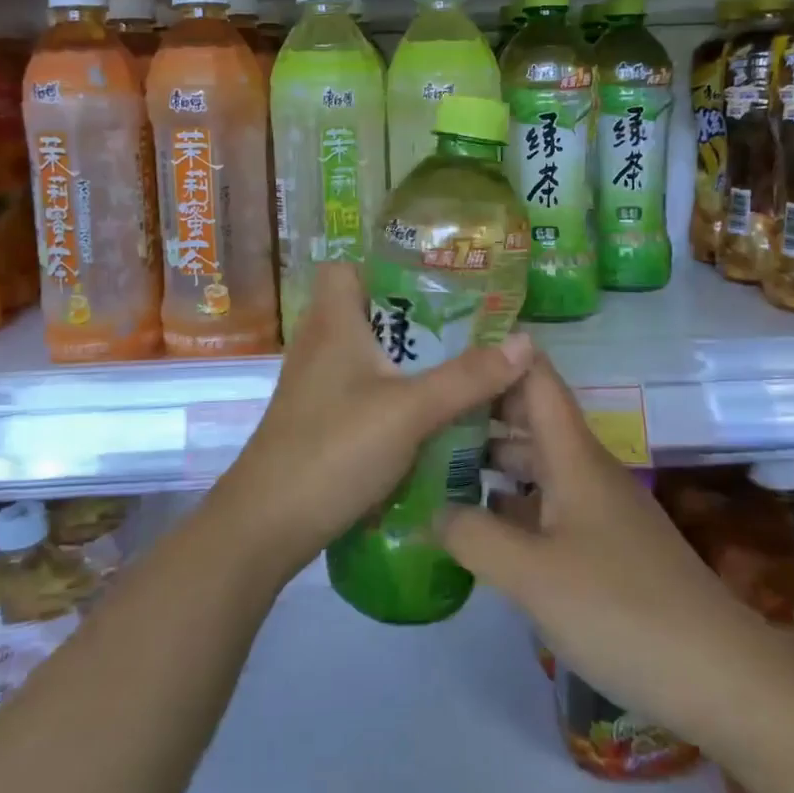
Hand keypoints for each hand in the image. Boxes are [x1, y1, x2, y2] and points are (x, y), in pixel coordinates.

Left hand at [212, 261, 534, 580]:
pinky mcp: (317, 417)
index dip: (384, 267)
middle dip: (413, 317)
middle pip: (365, 310)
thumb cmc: (335, 449)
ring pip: (366, 352)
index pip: (346, 267)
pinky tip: (425, 413)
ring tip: (455, 367)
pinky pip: (360, 387)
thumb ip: (468, 377)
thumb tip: (525, 341)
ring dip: (405, 359)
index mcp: (332, 321)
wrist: (268, 525)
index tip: (434, 283)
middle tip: (464, 328)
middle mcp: (318, 343)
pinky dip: (390, 391)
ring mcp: (314, 383)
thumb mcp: (411, 410)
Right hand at [437, 354, 765, 749]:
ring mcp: (598, 509)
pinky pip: (547, 505)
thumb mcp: (532, 574)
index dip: (498, 353)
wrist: (718, 676)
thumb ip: (474, 535)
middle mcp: (586, 469)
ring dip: (491, 460)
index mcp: (573, 455)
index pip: (535, 377)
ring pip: (537, 464)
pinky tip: (481, 526)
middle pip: (530, 418)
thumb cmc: (620, 608)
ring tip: (435, 464)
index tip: (448, 348)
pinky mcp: (604, 547)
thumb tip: (433, 510)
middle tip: (422, 414)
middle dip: (480, 411)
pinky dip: (512, 504)